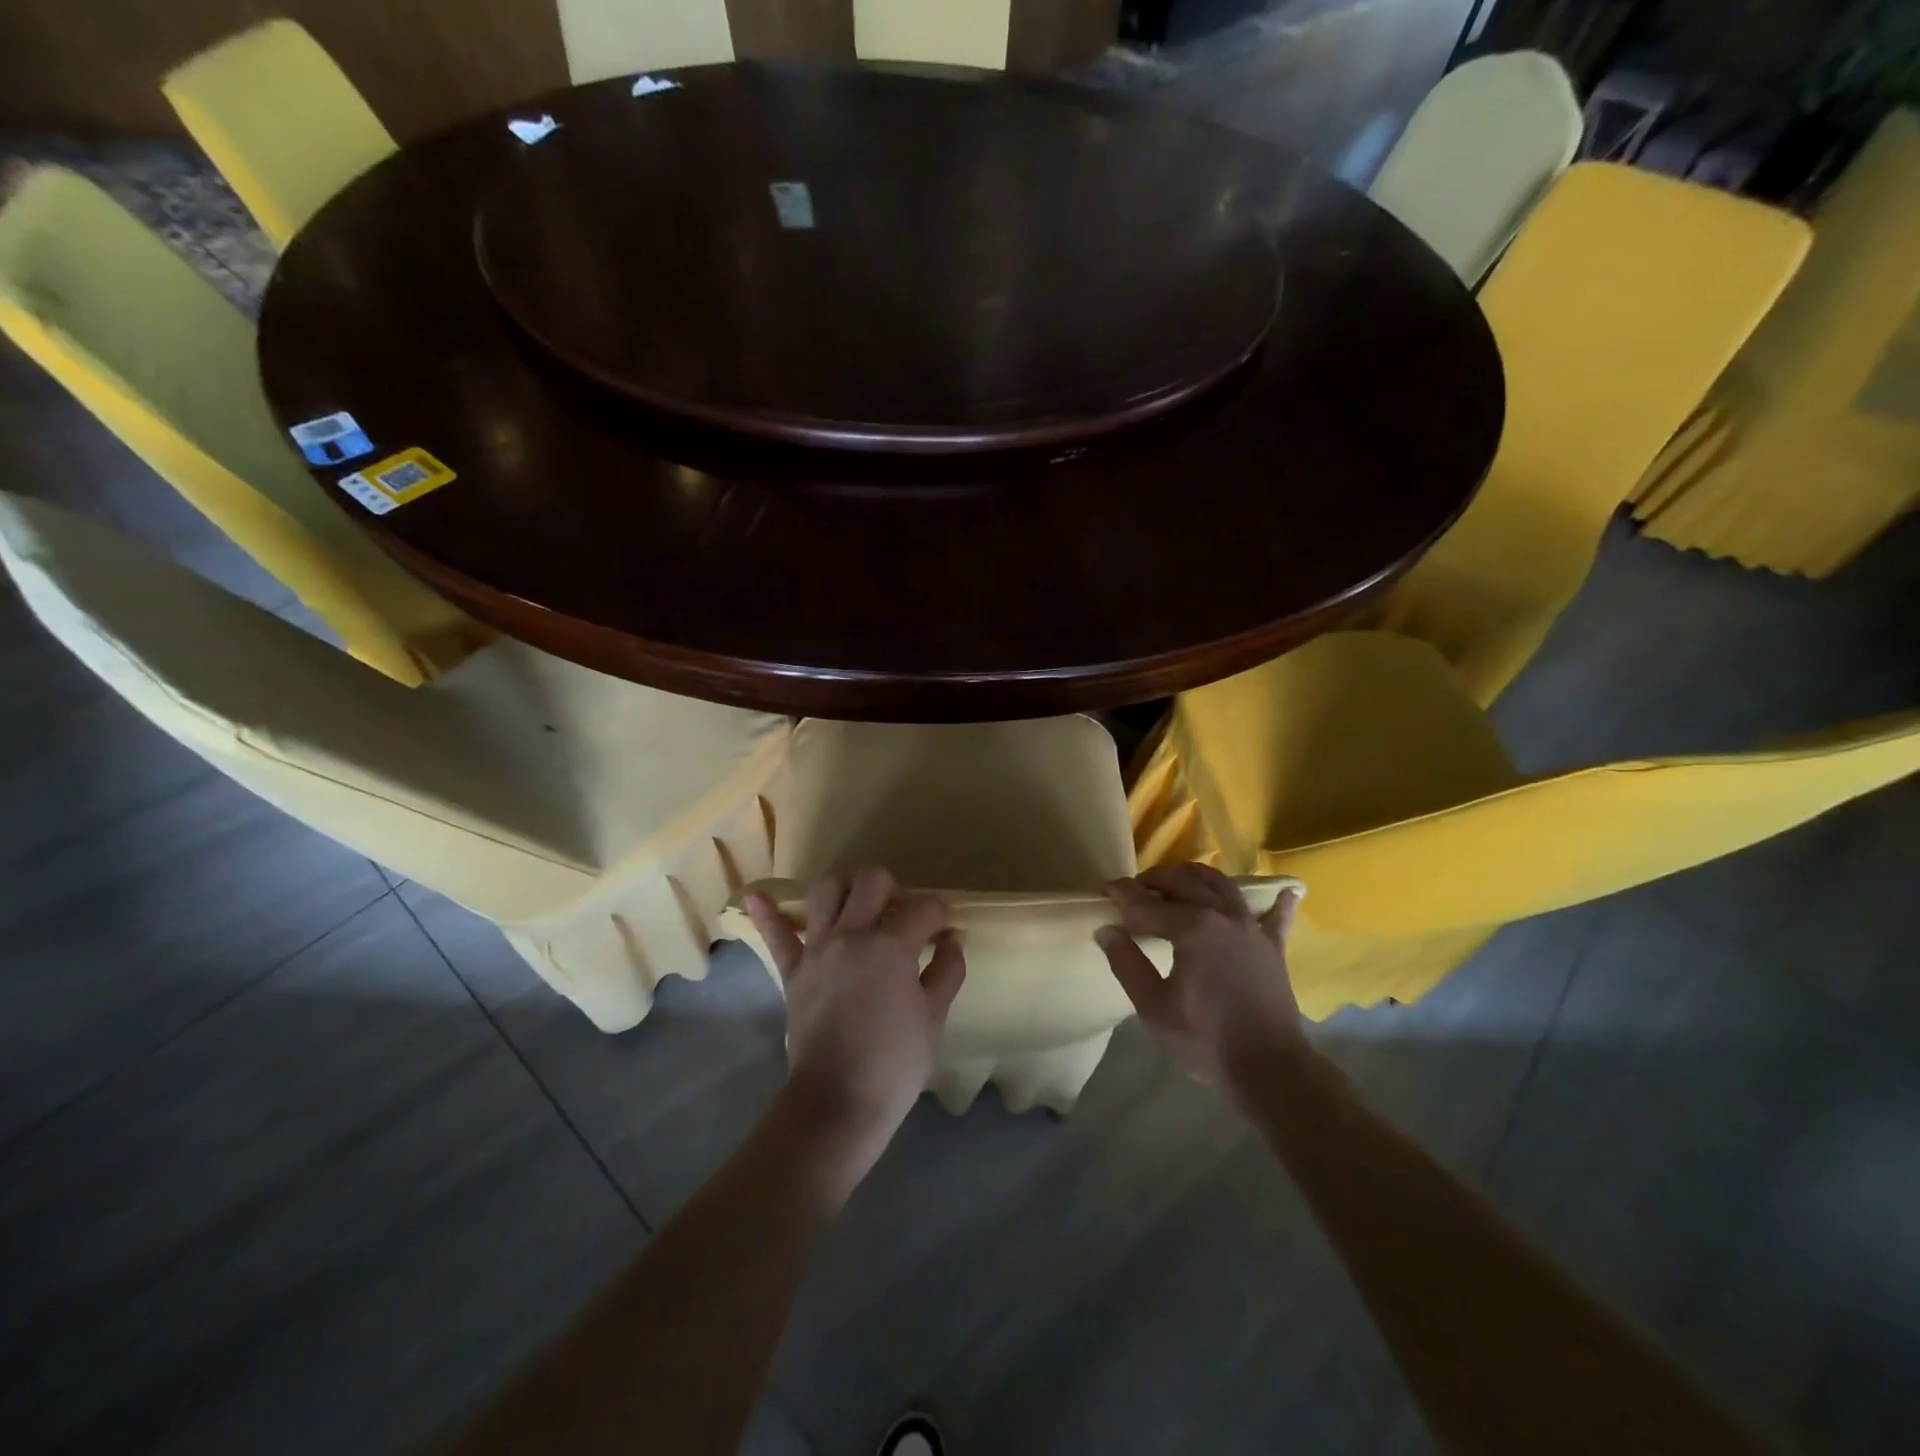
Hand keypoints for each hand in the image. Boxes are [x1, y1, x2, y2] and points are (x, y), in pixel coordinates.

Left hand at [746, 867, 965, 1159]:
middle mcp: (853, 934)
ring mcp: (818, 949)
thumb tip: (950, 940)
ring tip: (856, 904)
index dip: (939, 914)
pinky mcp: (792, 970)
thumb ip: (947, 971)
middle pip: (871, 881)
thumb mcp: (934, 1018)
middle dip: (892, 887)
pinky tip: (757, 897)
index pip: (923, 908)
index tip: (942, 928)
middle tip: (899, 913)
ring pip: (825, 890)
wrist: (838, 1102)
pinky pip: (776, 936)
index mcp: (892, 945)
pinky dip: (767, 914)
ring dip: (844, 888)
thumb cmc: (895, 1063)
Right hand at [1095, 863, 1306, 1094]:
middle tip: (1135, 888)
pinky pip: (1276, 916)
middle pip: (1185, 882)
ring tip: (1176, 882)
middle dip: (1156, 879)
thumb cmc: (1205, 1039)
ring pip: (1223, 886)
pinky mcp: (1273, 947)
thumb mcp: (1154, 1008)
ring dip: (1196, 877)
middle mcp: (1223, 916)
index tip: (1105, 889)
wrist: (1270, 1069)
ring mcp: (1252, 928)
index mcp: (1193, 928)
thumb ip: (1127, 964)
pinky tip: (1286, 891)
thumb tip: (1107, 931)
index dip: (1123, 895)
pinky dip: (1278, 901)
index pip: (1148, 904)